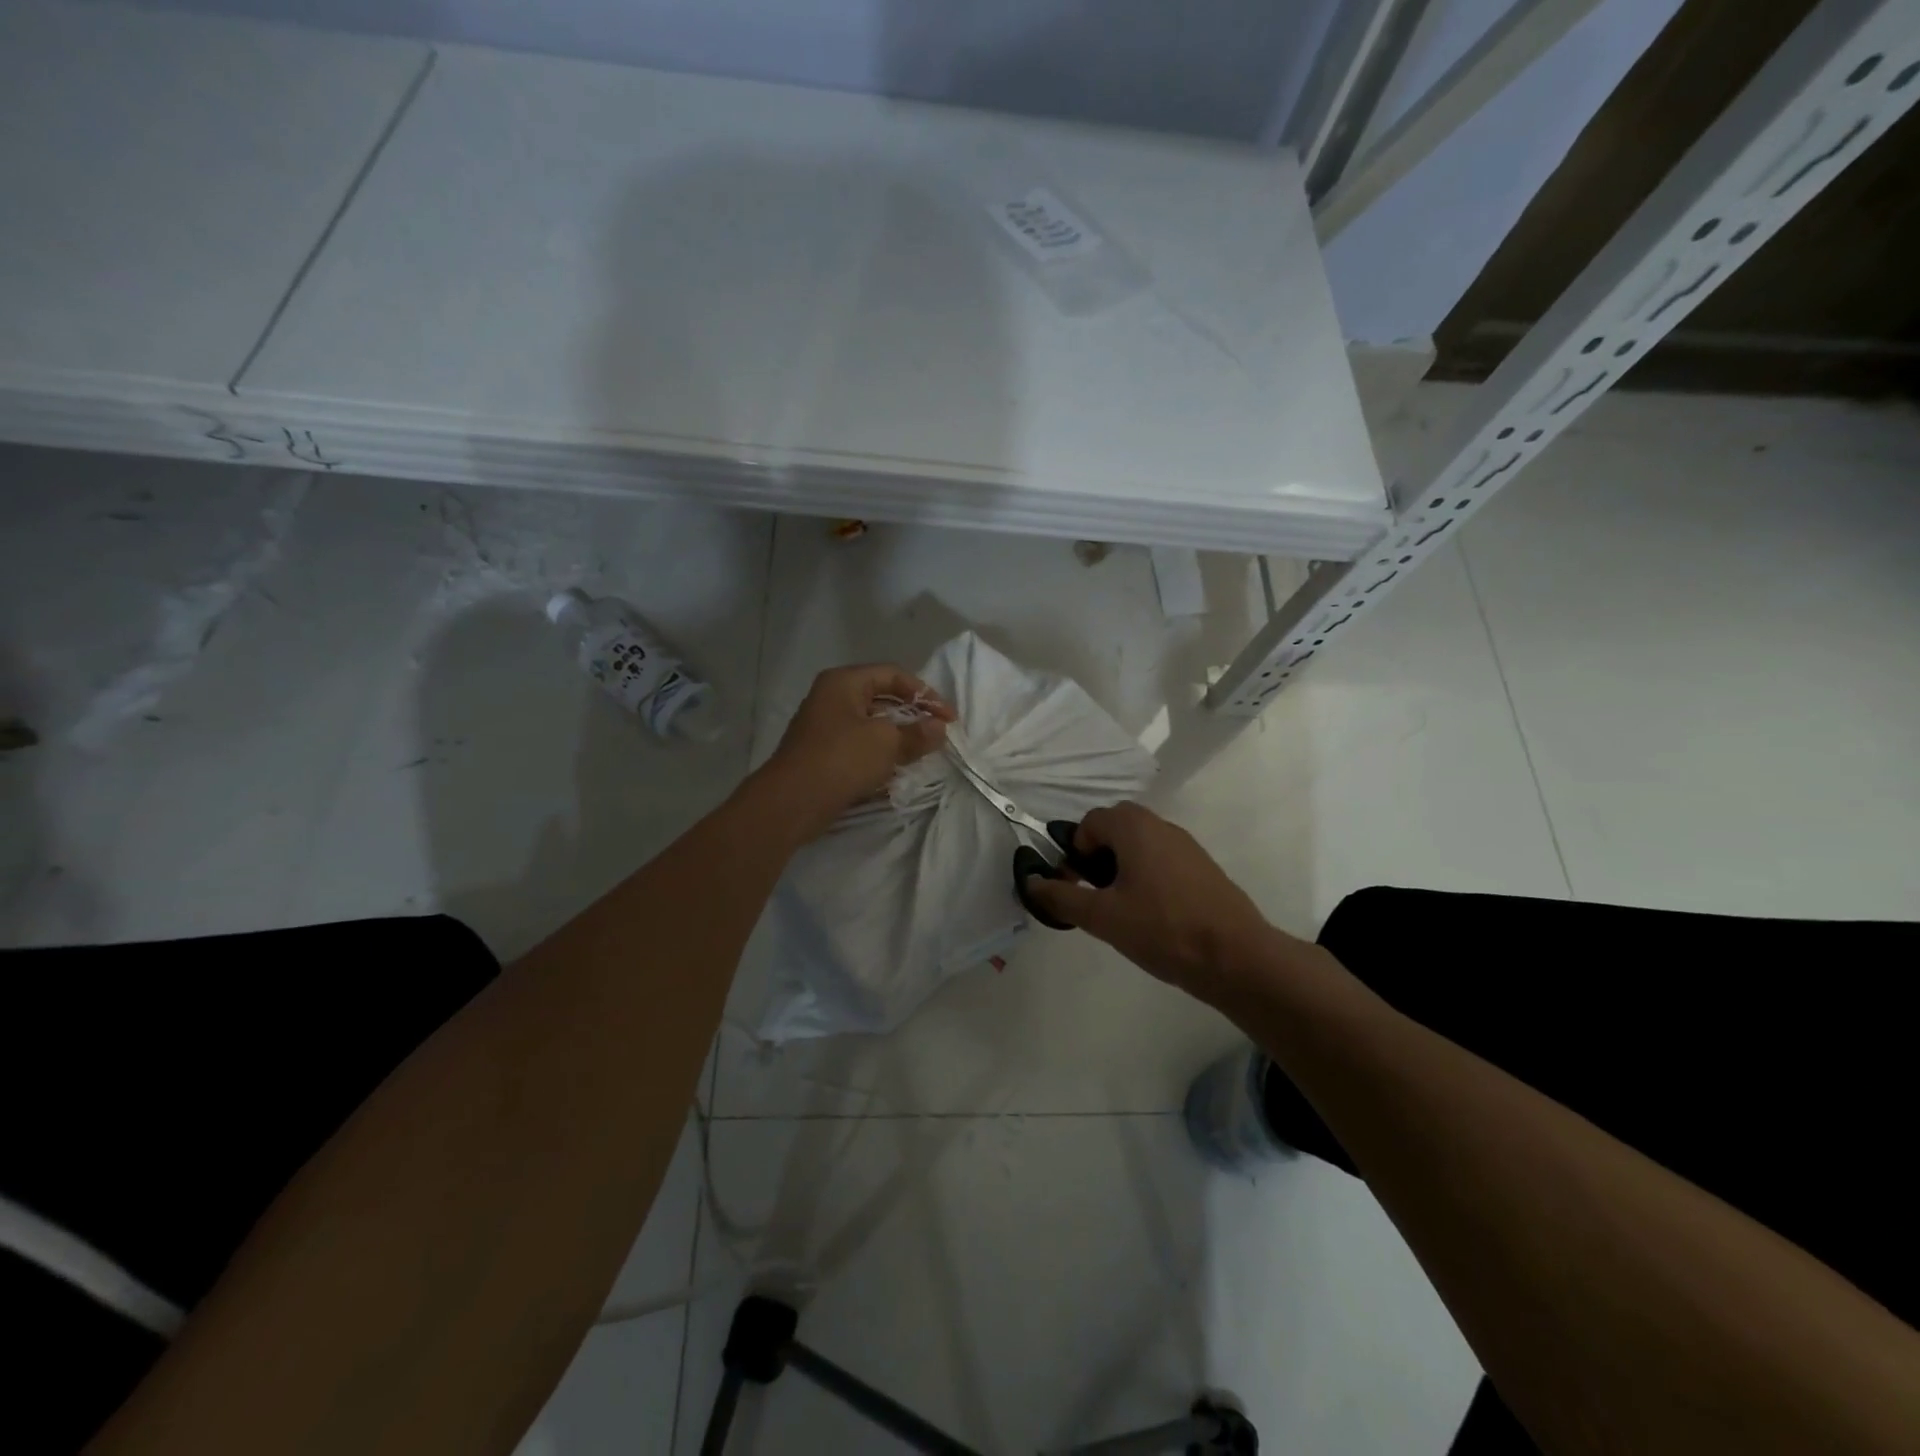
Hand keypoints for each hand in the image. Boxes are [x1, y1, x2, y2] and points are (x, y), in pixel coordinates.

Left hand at [758, 664, 954, 837]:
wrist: (791, 802)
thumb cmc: (841, 760)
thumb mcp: (886, 743)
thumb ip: (917, 733)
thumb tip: (939, 729)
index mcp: (844, 682)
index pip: (893, 675)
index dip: (925, 693)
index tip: (949, 718)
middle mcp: (832, 697)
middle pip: (882, 698)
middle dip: (913, 716)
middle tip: (937, 734)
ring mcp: (825, 726)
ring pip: (872, 724)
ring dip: (898, 738)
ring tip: (921, 753)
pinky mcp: (823, 754)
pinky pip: (859, 746)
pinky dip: (880, 755)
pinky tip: (896, 771)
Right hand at [1020, 802, 1278, 999]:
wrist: (1236, 957)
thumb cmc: (1162, 928)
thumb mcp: (1102, 917)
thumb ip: (1062, 897)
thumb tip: (1032, 883)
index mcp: (1134, 827)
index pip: (1090, 822)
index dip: (1075, 851)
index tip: (1076, 886)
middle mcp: (1161, 825)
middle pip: (1115, 828)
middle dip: (1097, 857)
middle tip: (1096, 896)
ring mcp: (1187, 846)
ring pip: (1140, 845)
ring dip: (1122, 868)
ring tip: (1122, 910)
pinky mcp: (1203, 868)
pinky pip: (1163, 861)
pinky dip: (1147, 877)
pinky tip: (1152, 916)